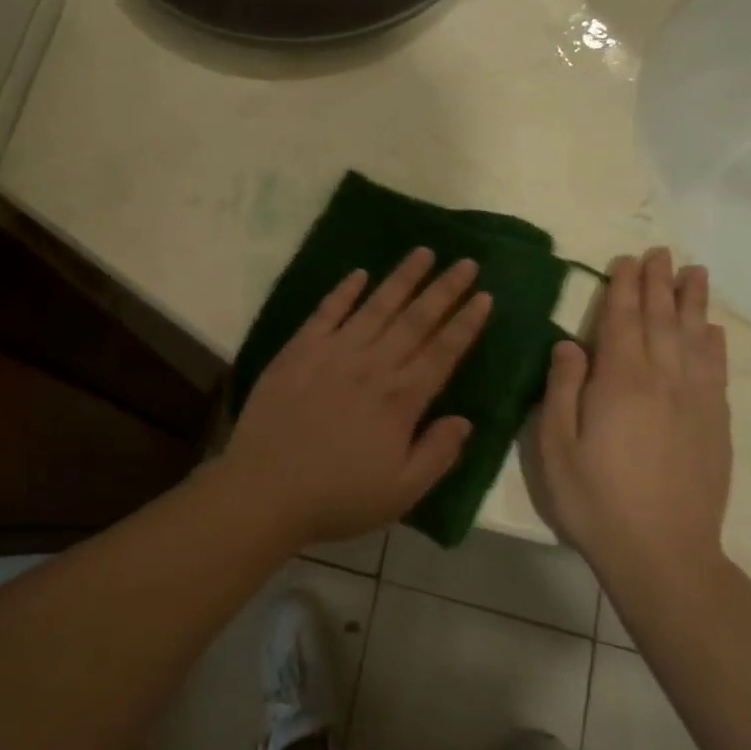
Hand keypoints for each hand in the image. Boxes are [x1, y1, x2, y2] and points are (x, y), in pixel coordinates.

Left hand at [213, 249, 491, 547]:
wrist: (265, 488)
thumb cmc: (337, 496)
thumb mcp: (401, 492)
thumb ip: (438, 453)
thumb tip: (465, 420)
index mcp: (401, 399)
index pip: (443, 351)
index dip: (467, 323)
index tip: (485, 296)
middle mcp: (372, 365)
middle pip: (416, 319)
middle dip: (444, 289)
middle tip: (467, 262)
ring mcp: (333, 352)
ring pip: (376, 306)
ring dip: (402, 278)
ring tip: (424, 252)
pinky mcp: (299, 349)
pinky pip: (326, 312)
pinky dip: (344, 291)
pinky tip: (359, 274)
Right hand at [530, 247, 731, 578]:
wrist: (663, 552)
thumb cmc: (595, 498)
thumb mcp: (557, 445)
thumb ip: (563, 388)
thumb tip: (569, 343)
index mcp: (620, 382)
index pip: (623, 321)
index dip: (625, 287)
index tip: (629, 259)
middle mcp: (663, 381)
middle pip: (662, 321)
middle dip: (659, 283)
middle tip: (661, 252)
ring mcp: (695, 402)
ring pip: (695, 339)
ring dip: (693, 303)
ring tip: (695, 273)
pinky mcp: (714, 425)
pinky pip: (716, 372)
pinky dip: (714, 345)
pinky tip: (712, 331)